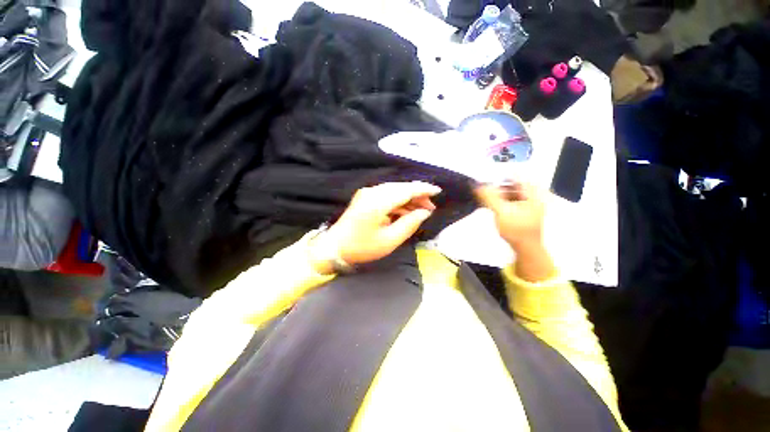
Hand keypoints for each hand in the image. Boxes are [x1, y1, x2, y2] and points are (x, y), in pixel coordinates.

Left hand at [309, 182, 440, 273]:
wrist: (335, 247)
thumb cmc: (362, 247)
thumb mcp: (390, 240)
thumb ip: (410, 224)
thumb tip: (424, 212)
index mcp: (378, 202)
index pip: (406, 190)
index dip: (423, 189)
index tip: (438, 191)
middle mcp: (372, 192)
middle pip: (401, 188)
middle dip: (417, 195)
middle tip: (430, 207)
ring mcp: (367, 193)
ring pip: (395, 190)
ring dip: (408, 198)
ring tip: (421, 210)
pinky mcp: (365, 197)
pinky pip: (387, 195)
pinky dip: (398, 201)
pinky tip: (406, 211)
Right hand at [475, 182, 554, 281]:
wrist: (526, 248)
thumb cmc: (515, 229)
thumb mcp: (501, 211)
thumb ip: (489, 197)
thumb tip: (477, 185)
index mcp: (532, 192)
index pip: (514, 176)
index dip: (498, 175)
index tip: (484, 179)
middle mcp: (533, 194)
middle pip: (512, 184)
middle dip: (496, 185)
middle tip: (483, 190)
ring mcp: (529, 203)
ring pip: (510, 192)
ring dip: (497, 193)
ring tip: (486, 197)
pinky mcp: (523, 210)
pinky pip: (511, 200)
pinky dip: (501, 200)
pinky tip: (492, 204)